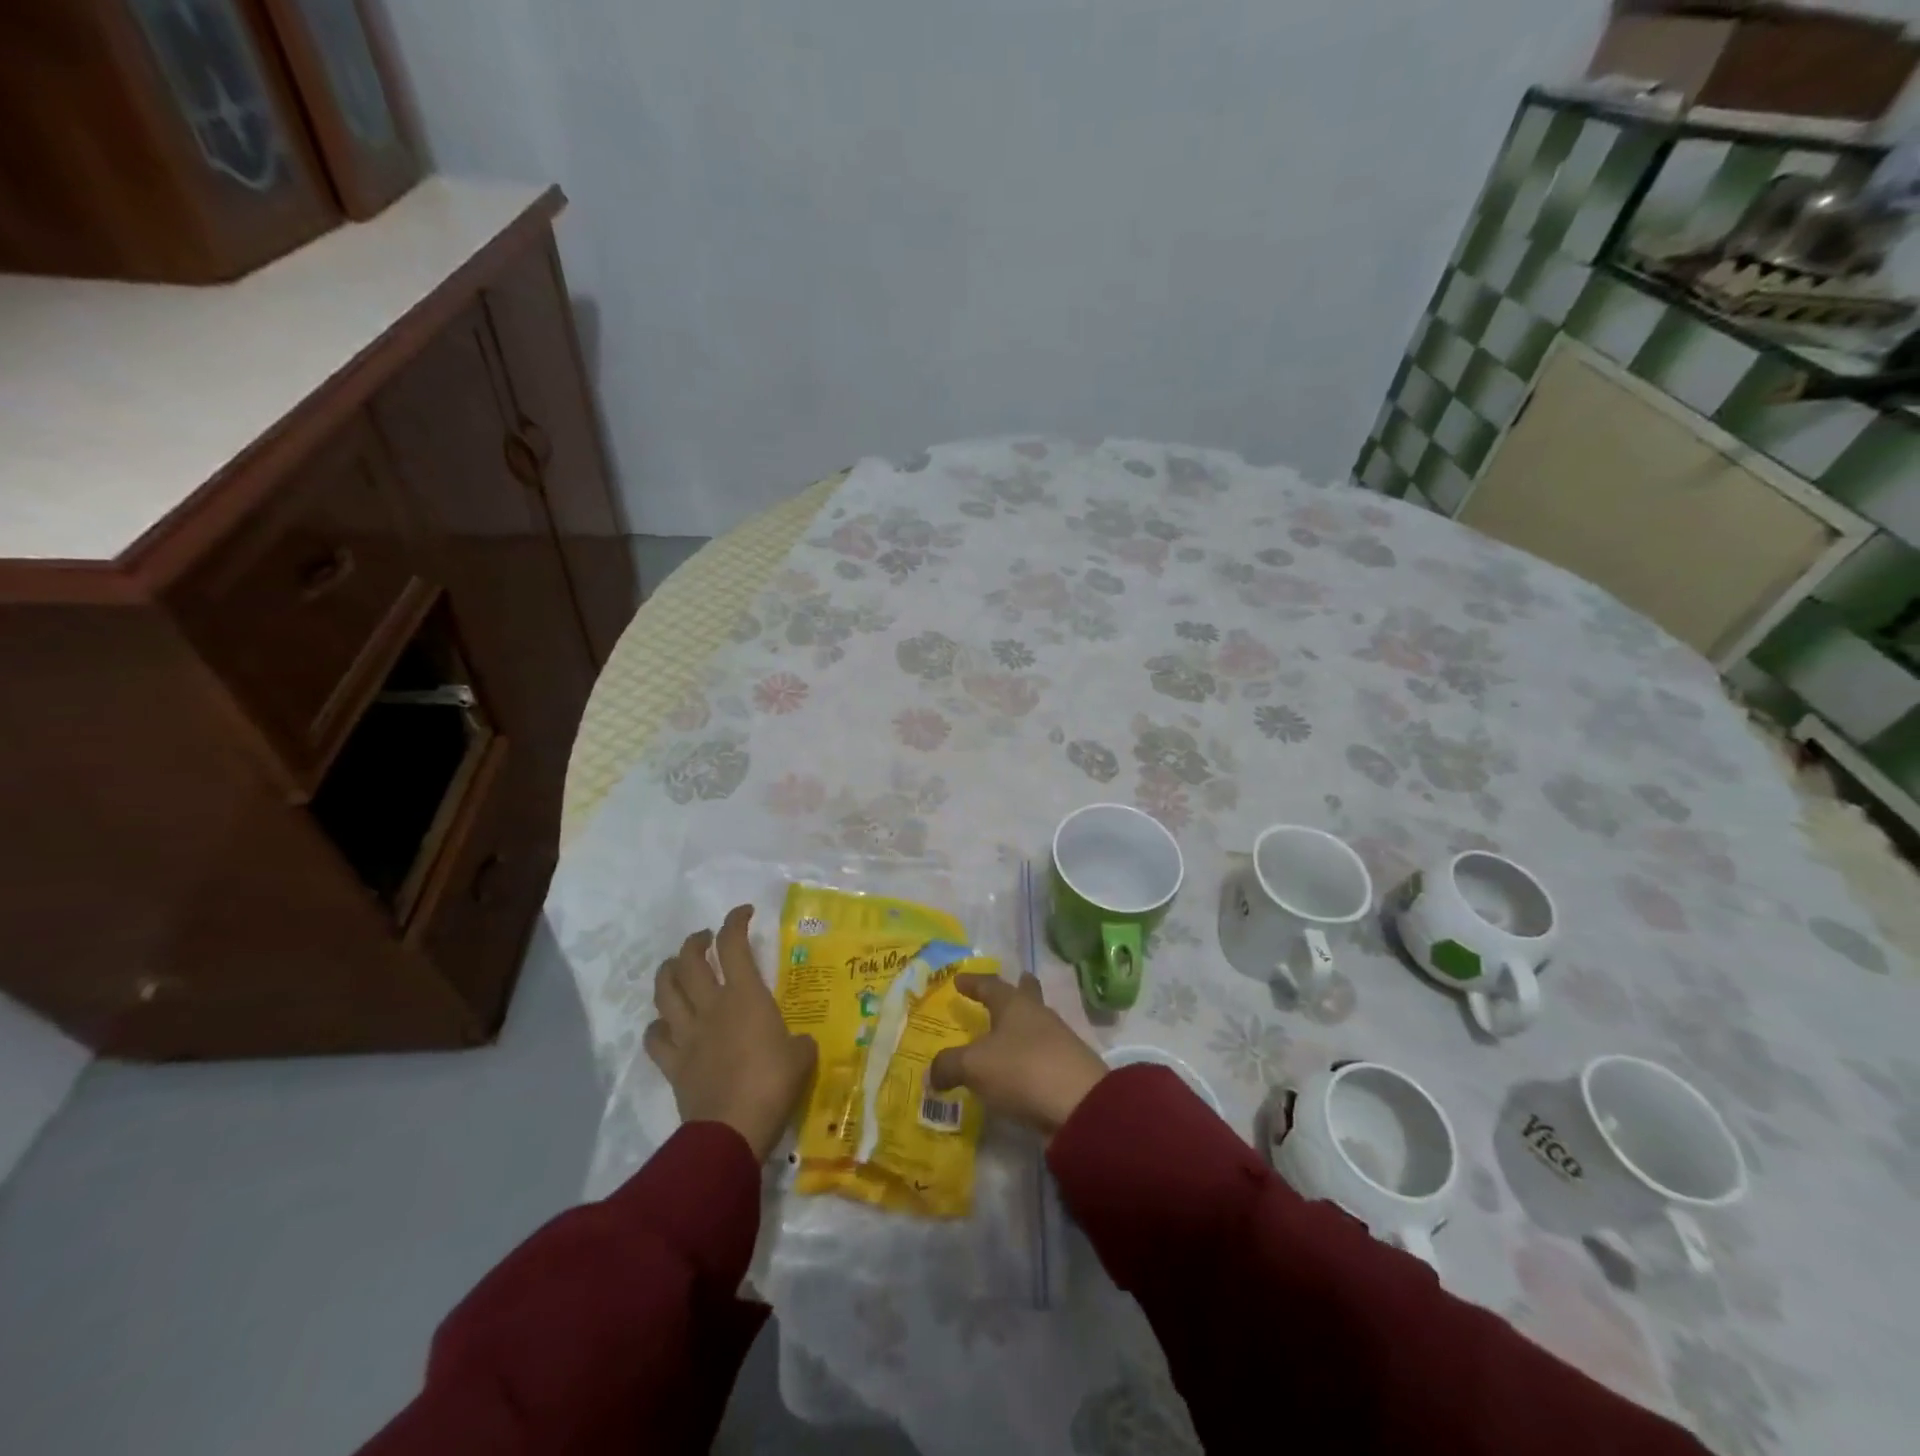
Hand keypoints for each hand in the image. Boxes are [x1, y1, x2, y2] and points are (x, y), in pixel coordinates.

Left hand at [645, 905, 816, 1161]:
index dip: (735, 921)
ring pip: (665, 991)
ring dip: (668, 972)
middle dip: (695, 942)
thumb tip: (795, 1044)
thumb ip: (797, 1042)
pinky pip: (655, 1038)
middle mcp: (711, 1005)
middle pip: (689, 960)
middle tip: (705, 939)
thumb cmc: (773, 1083)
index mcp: (745, 996)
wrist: (732, 1129)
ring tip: (676, 967)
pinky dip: (657, 1026)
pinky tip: (664, 1025)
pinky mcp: (673, 1063)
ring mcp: (687, 1033)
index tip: (743, 913)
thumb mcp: (802, 1056)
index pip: (734, 945)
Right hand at [927, 974, 1107, 1137]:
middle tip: (1013, 982)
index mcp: (1014, 1004)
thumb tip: (932, 1073)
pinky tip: (1021, 1067)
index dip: (974, 983)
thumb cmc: (1022, 1070)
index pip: (991, 985)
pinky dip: (1030, 1054)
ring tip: (1008, 1032)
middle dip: (1018, 989)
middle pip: (1027, 995)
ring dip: (1023, 1024)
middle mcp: (1038, 1015)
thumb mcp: (974, 1067)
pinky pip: (1043, 1052)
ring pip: (1037, 1023)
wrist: (1079, 1105)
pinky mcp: (1068, 1067)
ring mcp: (1058, 1040)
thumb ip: (949, 1066)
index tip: (960, 979)